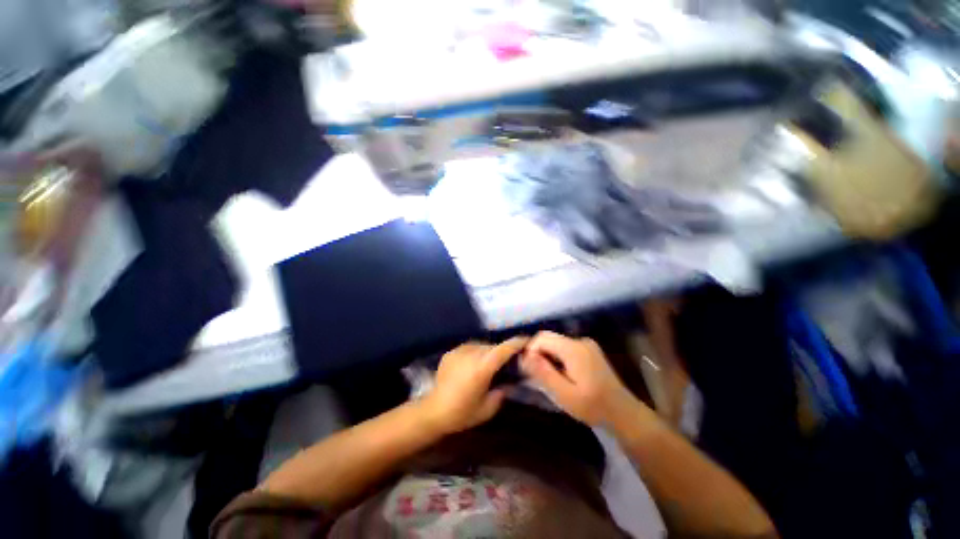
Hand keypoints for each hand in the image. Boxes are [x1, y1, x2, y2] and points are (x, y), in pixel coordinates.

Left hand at [421, 337, 527, 434]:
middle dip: (502, 351)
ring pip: (481, 346)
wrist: (433, 411)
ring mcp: (459, 350)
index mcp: (482, 367)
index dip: (517, 343)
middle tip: (508, 361)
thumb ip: (502, 392)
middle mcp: (472, 353)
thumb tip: (509, 382)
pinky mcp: (451, 352)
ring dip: (488, 352)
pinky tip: (472, 366)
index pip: (504, 349)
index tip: (527, 341)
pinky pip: (469, 349)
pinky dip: (475, 354)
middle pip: (493, 346)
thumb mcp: (488, 408)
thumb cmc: (462, 413)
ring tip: (489, 364)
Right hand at [521, 331, 636, 426]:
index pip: (542, 338)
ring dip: (547, 356)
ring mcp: (586, 344)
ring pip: (556, 343)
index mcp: (573, 349)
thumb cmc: (593, 407)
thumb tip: (525, 355)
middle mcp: (580, 341)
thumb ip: (544, 373)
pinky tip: (560, 374)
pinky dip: (557, 357)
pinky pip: (565, 347)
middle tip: (534, 375)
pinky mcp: (589, 350)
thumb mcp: (564, 394)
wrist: (624, 414)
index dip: (530, 350)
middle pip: (549, 338)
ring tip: (547, 377)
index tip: (527, 370)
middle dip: (537, 353)